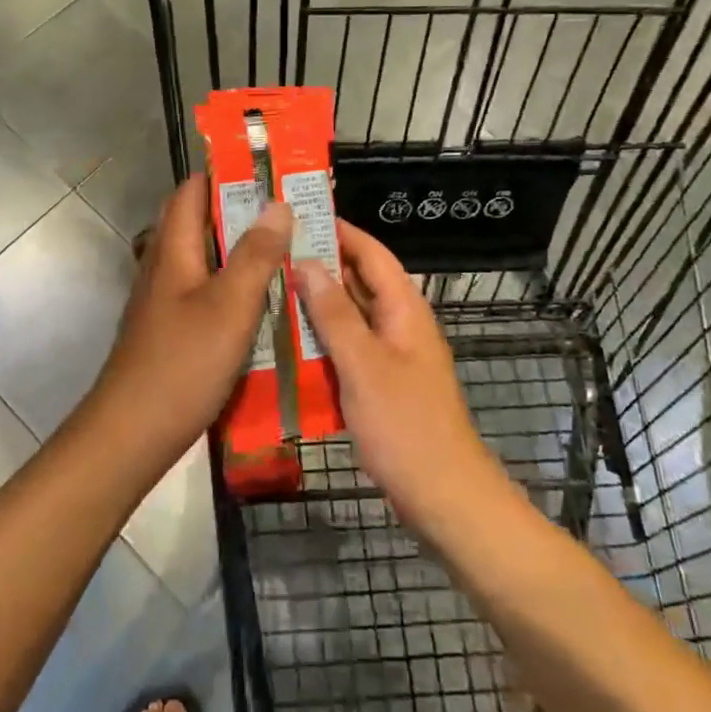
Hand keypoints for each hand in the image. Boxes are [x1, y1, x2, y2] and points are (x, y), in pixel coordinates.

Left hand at [88, 175, 293, 472]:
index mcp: (174, 249)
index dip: (226, 175)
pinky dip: (233, 288)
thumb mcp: (231, 305)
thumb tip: (277, 203)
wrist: (132, 433)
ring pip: (205, 260)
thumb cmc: (183, 362)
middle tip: (289, 216)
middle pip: (200, 223)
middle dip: (241, 213)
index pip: (192, 190)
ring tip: (287, 254)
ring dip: (240, 252)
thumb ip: (256, 254)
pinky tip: (263, 305)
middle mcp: (164, 266)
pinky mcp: (171, 330)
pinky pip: (205, 292)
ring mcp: (164, 300)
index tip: (270, 174)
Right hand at [294, 223, 501, 530]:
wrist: (443, 496)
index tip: (297, 215)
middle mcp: (398, 323)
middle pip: (358, 281)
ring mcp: (389, 355)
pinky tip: (285, 341)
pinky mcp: (379, 382)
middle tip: (270, 251)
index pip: (371, 252)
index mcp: (404, 309)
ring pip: (348, 315)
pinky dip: (319, 338)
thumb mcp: (363, 364)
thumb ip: (334, 313)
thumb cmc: (405, 425)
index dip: (338, 230)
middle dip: (319, 264)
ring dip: (315, 303)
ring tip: (268, 288)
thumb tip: (306, 261)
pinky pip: (346, 347)